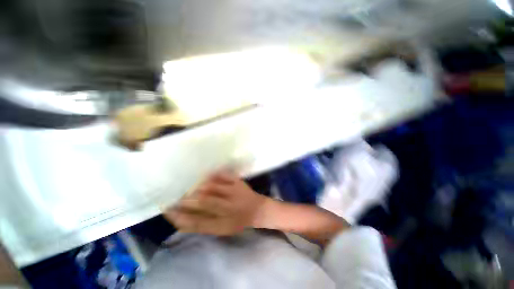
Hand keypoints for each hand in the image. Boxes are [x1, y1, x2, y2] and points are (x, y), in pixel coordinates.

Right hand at [164, 171, 267, 235]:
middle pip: (204, 202)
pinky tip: (204, 177)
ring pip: (211, 187)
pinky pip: (222, 175)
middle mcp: (229, 208)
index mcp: (223, 224)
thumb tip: (179, 219)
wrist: (257, 209)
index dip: (180, 216)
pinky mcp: (238, 182)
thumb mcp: (220, 229)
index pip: (197, 222)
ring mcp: (234, 192)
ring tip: (189, 188)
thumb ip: (201, 225)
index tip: (167, 211)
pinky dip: (211, 175)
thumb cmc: (237, 221)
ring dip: (197, 187)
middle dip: (186, 199)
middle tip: (176, 197)